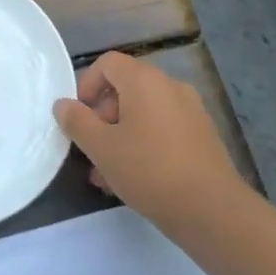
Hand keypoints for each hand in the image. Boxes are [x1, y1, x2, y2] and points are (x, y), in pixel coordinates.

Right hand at [53, 52, 246, 235]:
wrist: (212, 211)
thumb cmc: (149, 170)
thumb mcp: (101, 148)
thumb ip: (77, 122)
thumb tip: (63, 105)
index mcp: (144, 80)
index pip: (108, 63)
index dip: (86, 85)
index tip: (78, 117)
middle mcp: (170, 86)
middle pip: (126, 88)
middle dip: (102, 117)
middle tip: (91, 149)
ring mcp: (191, 111)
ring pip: (144, 113)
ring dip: (121, 135)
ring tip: (107, 174)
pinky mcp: (202, 136)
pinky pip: (163, 128)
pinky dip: (144, 143)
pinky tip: (135, 179)